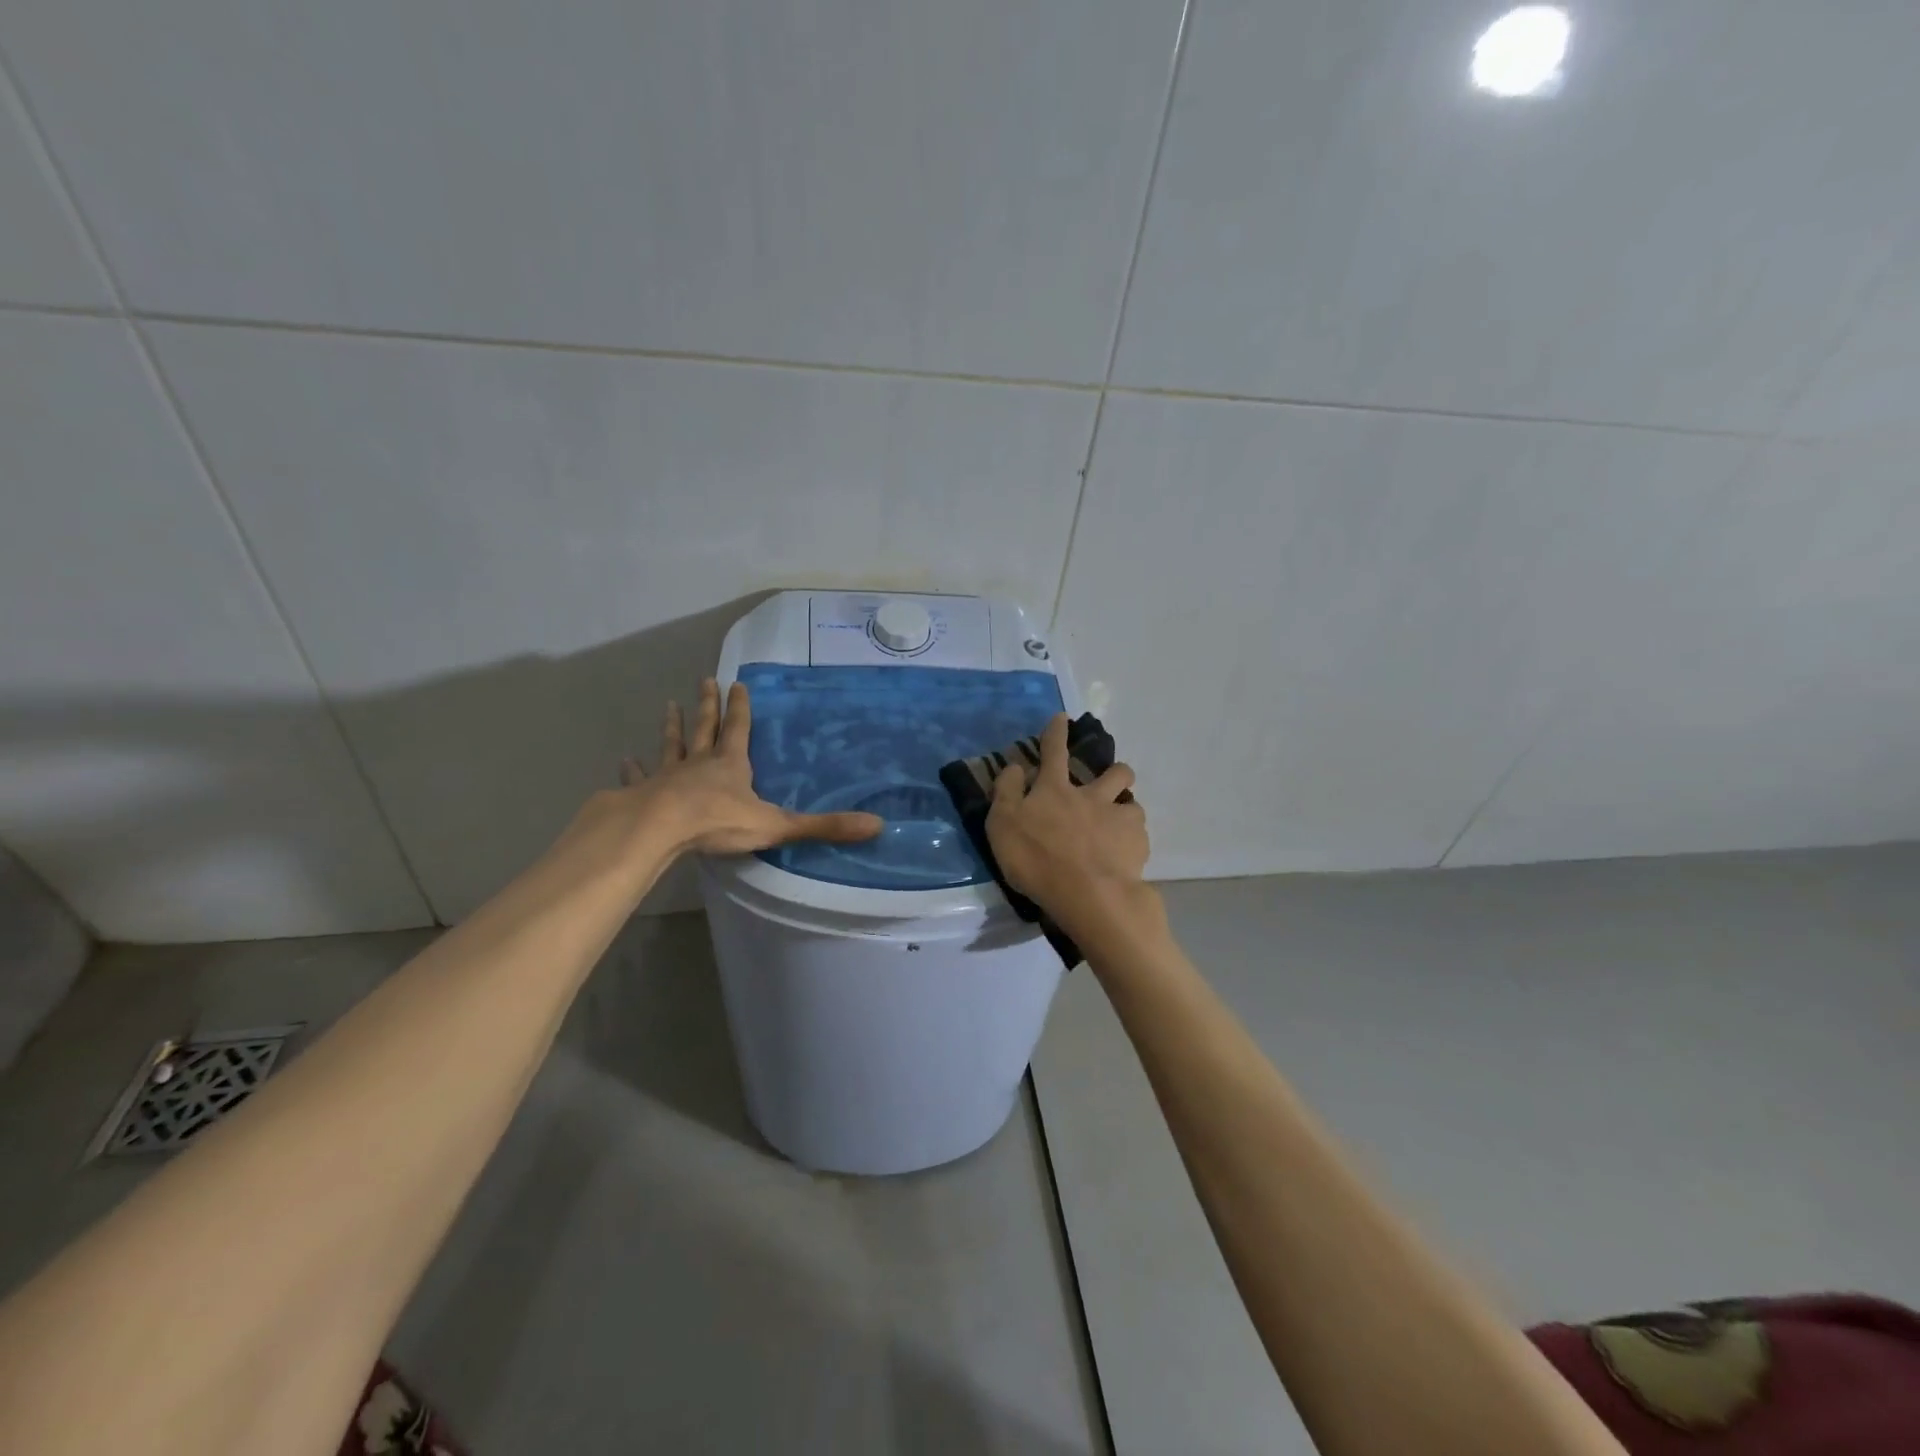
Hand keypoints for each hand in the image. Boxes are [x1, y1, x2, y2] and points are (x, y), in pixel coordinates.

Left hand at [628, 679, 883, 854]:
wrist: (660, 830)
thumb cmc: (718, 822)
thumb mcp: (777, 825)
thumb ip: (824, 826)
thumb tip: (877, 824)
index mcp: (731, 765)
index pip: (739, 729)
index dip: (740, 707)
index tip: (737, 683)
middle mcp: (700, 763)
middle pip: (705, 728)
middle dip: (707, 705)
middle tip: (704, 681)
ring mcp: (668, 777)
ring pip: (673, 746)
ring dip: (672, 726)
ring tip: (669, 705)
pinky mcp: (644, 793)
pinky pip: (640, 777)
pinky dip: (634, 768)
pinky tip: (626, 759)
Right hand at [985, 713, 1153, 938]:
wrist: (1087, 894)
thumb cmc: (1036, 859)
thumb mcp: (1002, 825)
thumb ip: (1006, 792)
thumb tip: (1015, 767)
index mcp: (1055, 790)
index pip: (1054, 752)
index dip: (1056, 732)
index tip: (1062, 717)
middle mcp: (1091, 796)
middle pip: (1115, 772)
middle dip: (1115, 771)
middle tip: (1110, 784)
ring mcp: (1119, 819)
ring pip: (1133, 803)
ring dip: (1126, 810)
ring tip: (1119, 828)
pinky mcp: (1138, 844)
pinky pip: (1139, 836)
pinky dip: (1132, 843)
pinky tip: (1125, 858)